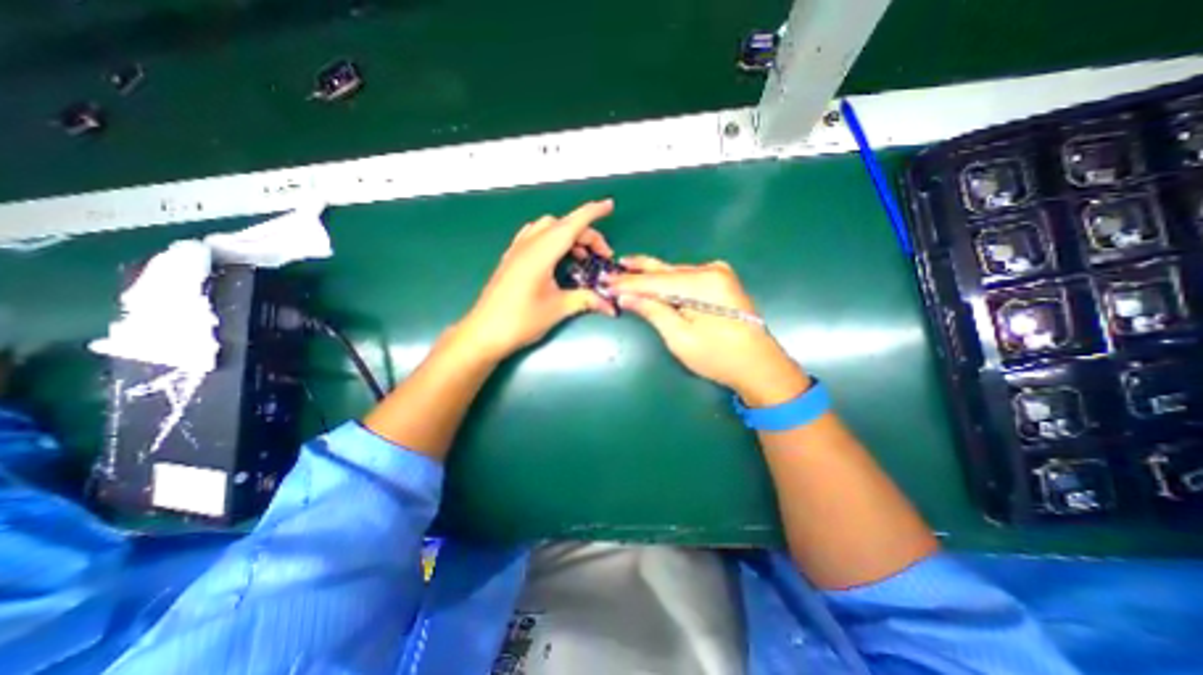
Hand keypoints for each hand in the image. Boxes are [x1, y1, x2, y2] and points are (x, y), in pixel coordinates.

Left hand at [456, 198, 614, 359]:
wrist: (484, 333)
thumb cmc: (521, 320)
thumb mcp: (558, 309)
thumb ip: (586, 300)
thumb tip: (610, 306)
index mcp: (542, 253)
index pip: (572, 224)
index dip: (593, 212)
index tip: (609, 205)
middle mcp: (528, 245)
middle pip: (562, 225)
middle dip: (585, 233)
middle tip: (600, 256)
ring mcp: (516, 250)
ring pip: (546, 227)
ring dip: (567, 234)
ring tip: (580, 256)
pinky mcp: (510, 259)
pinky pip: (533, 236)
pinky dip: (551, 238)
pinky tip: (556, 257)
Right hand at [612, 256, 807, 406]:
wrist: (759, 366)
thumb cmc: (718, 357)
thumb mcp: (680, 337)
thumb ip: (653, 311)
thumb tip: (626, 296)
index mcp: (701, 283)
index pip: (654, 281)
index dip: (627, 283)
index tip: (605, 283)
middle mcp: (711, 270)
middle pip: (665, 272)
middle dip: (637, 273)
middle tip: (612, 270)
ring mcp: (719, 274)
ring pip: (675, 273)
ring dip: (651, 276)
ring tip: (626, 272)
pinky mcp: (721, 282)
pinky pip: (686, 278)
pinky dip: (668, 281)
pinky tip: (653, 281)